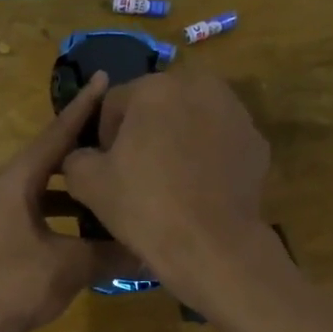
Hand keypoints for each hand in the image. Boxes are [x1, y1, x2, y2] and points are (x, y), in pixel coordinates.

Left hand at [0, 74, 130, 331]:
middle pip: (47, 157)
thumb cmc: (16, 286)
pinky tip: (83, 225)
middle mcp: (3, 189)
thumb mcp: (71, 266)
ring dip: (72, 185)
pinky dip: (60, 210)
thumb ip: (110, 252)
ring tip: (106, 179)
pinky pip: (35, 209)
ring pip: (41, 187)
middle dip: (80, 146)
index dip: (83, 108)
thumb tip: (149, 249)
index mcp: (17, 182)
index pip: (56, 135)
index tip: (105, 80)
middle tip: (115, 134)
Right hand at [61, 70, 273, 299]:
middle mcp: (199, 86)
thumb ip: (76, 157)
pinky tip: (201, 189)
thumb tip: (83, 156)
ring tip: (171, 181)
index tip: (107, 169)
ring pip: (192, 120)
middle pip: (158, 105)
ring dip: (178, 140)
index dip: (104, 137)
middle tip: (139, 174)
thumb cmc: (144, 208)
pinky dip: (208, 157)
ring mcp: (235, 113)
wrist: (211, 245)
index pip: (114, 104)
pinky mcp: (256, 142)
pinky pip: (220, 142)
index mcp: (153, 88)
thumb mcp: (87, 184)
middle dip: (145, 132)